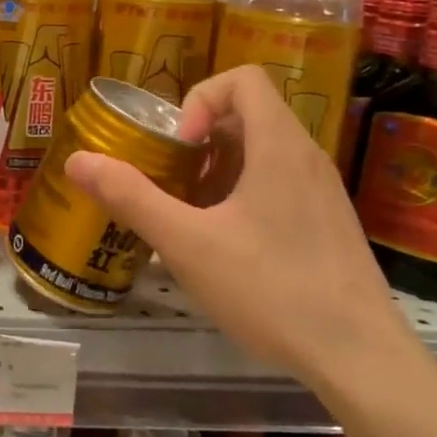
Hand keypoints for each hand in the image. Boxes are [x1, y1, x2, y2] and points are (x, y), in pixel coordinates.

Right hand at [64, 65, 419, 392]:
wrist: (359, 356)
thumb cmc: (271, 289)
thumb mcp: (187, 244)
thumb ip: (130, 197)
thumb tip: (77, 160)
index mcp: (279, 146)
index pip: (241, 79)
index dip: (199, 101)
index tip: (179, 148)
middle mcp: (306, 157)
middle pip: (247, 116)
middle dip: (198, 143)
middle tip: (172, 185)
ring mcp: (322, 192)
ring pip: (260, 155)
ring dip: (216, 173)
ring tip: (191, 220)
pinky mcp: (326, 223)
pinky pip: (277, 186)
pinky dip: (241, 198)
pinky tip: (224, 249)